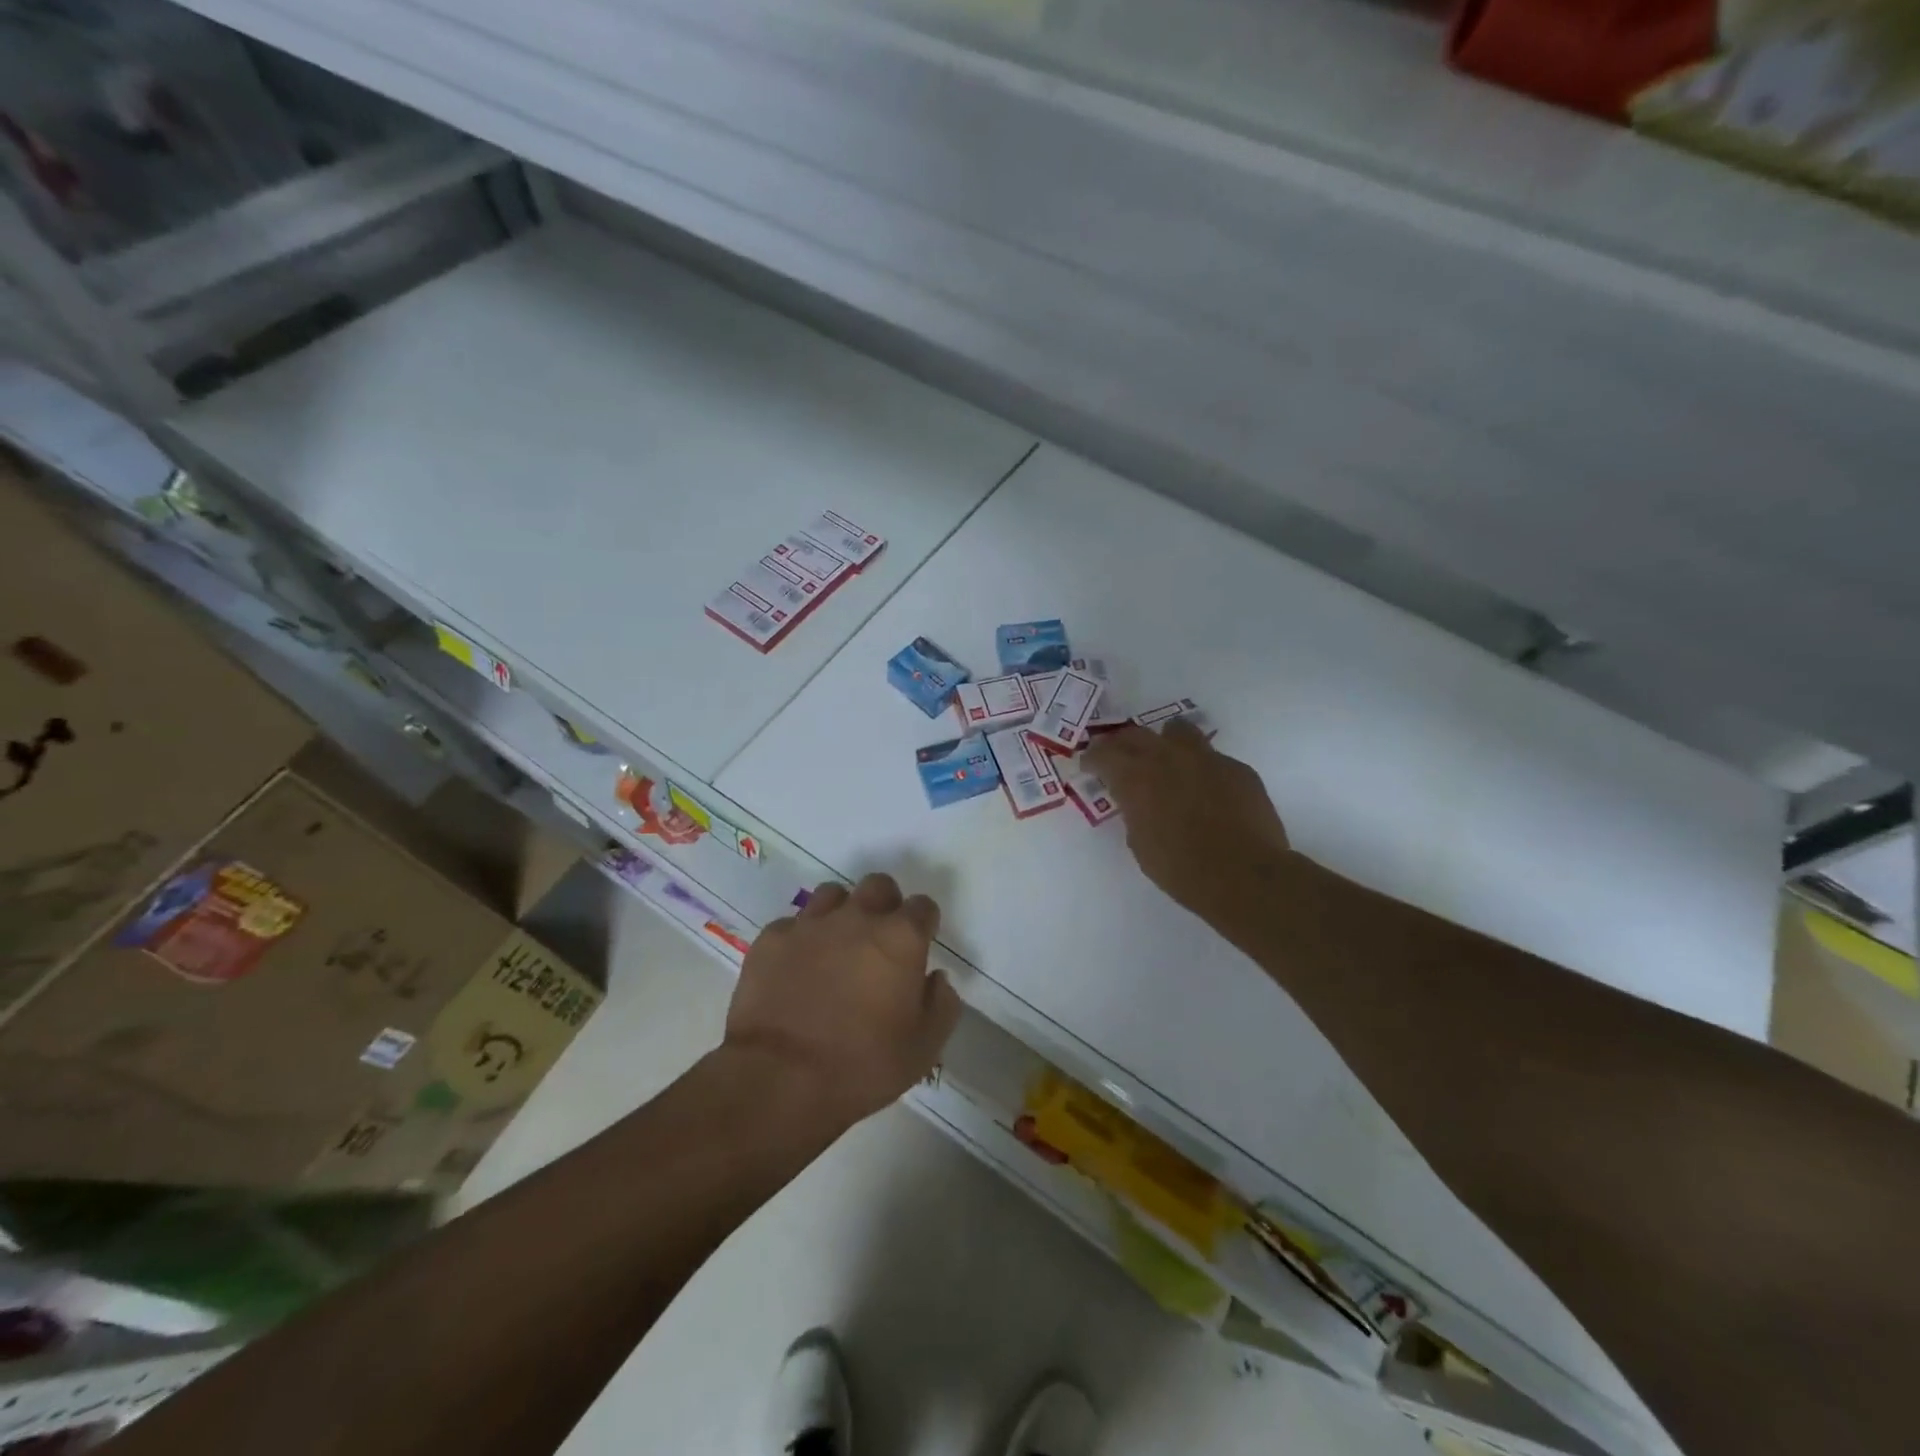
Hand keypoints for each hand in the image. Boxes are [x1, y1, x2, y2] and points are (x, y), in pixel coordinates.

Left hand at [724, 873, 960, 1131]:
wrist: (779, 1079)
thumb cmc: (861, 1066)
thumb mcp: (923, 1049)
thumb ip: (942, 1005)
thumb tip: (936, 978)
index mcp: (901, 938)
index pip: (923, 906)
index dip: (923, 924)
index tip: (919, 946)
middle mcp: (858, 918)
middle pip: (878, 886)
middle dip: (884, 905)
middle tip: (879, 941)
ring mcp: (811, 924)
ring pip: (833, 895)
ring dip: (841, 913)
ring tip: (836, 947)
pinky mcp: (772, 938)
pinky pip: (792, 924)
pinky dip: (800, 939)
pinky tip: (796, 968)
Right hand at [1084, 721, 1292, 931]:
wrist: (1244, 876)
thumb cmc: (1181, 869)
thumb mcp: (1140, 843)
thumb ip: (1135, 812)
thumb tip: (1139, 802)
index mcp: (1136, 777)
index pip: (1104, 753)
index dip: (1093, 758)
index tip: (1090, 766)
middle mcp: (1168, 757)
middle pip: (1137, 735)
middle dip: (1123, 745)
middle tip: (1119, 758)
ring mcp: (1207, 758)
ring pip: (1178, 731)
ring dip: (1165, 742)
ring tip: (1165, 759)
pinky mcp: (1238, 769)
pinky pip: (1212, 758)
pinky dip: (1201, 768)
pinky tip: (1206, 790)